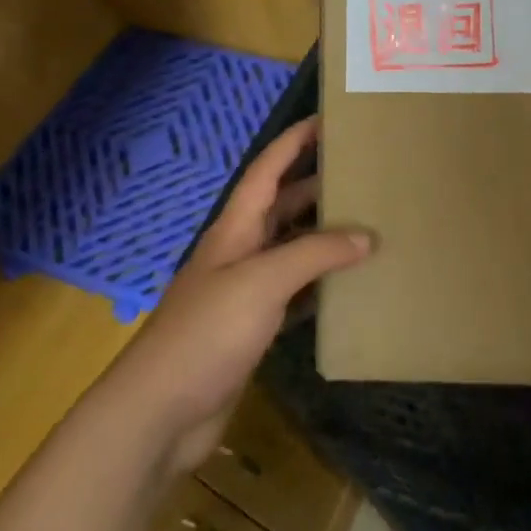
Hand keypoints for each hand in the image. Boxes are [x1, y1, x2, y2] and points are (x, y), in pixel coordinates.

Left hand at [106, 118, 372, 476]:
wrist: (162, 410)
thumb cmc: (207, 332)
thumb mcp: (262, 282)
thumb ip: (314, 254)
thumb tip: (366, 237)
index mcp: (235, 229)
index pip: (267, 171)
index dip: (293, 142)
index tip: (327, 119)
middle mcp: (240, 252)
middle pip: (283, 206)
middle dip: (317, 184)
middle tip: (362, 173)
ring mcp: (246, 291)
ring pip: (292, 249)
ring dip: (324, 236)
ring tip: (368, 223)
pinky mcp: (254, 327)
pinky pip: (295, 292)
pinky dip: (321, 283)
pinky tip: (350, 285)